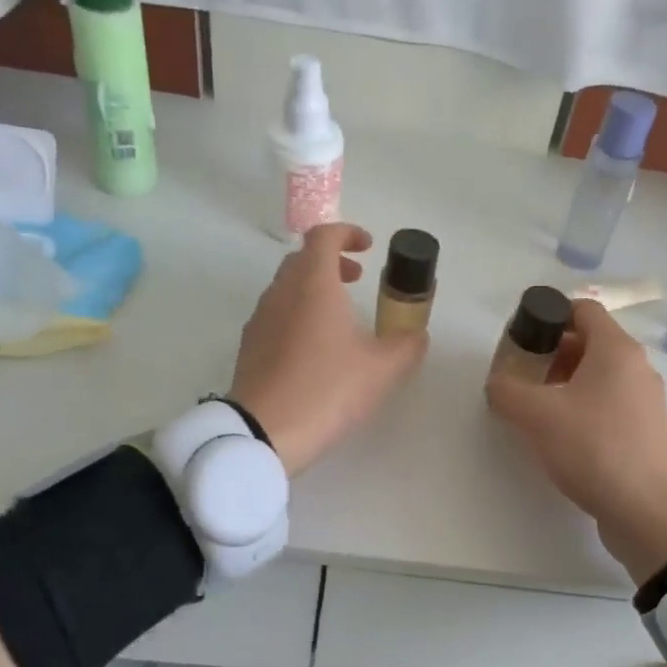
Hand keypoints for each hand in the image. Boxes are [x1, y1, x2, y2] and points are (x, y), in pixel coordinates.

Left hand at [229, 224, 427, 474]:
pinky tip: (315, 349)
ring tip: (340, 318)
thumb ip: (407, 346)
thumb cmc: (327, 389)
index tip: (367, 247)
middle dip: (331, 262)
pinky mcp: (249, 348)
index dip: (347, 233)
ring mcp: (260, 320)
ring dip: (313, 289)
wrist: (264, 433)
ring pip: (286, 288)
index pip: (324, 236)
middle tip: (357, 279)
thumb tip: (417, 335)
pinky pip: (276, 316)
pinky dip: (297, 315)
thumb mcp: (382, 369)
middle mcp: (281, 293)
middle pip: (302, 260)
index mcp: (313, 285)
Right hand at [486, 299, 666, 584]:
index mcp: (617, 350)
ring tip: (535, 407)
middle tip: (521, 374)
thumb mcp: (536, 415)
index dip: (549, 314)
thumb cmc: (593, 448)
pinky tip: (560, 434)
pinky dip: (582, 406)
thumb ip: (507, 390)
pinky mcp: (645, 431)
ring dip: (564, 382)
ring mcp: (645, 400)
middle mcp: (637, 367)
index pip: (583, 309)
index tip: (522, 336)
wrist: (645, 511)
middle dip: (551, 352)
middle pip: (589, 342)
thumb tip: (497, 383)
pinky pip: (608, 403)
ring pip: (598, 375)